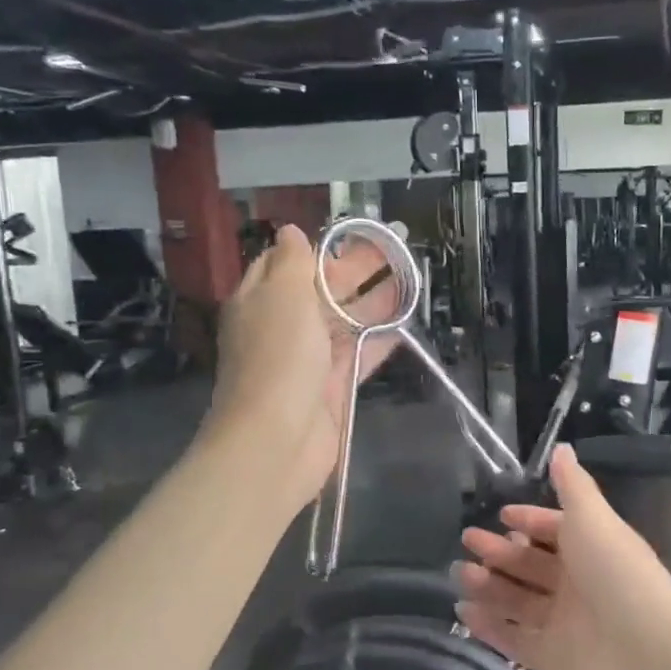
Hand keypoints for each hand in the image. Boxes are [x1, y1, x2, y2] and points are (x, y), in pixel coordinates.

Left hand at [209, 224, 400, 516]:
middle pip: (322, 291)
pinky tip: (405, 323)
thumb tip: (290, 231)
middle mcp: (283, 327)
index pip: (285, 264)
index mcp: (261, 300)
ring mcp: (309, 359)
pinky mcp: (333, 387)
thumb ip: (293, 262)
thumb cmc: (278, 357)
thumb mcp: (282, 295)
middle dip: (355, 270)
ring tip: (409, 279)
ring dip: (374, 301)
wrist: (277, 439)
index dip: (317, 249)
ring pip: (345, 322)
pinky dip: (380, 339)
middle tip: (395, 250)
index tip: (351, 235)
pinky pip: (360, 355)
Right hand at [454, 445, 670, 669]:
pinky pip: (513, 638)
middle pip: (531, 564)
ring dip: (488, 585)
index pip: (556, 530)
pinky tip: (462, 609)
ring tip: (458, 572)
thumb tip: (562, 447)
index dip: (530, 521)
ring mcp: (563, 624)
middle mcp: (578, 584)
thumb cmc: (616, 574)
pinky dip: (488, 625)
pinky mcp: (549, 660)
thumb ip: (573, 485)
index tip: (501, 515)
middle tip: (467, 540)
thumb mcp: (594, 519)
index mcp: (592, 548)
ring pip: (517, 600)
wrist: (643, 656)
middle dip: (500, 551)